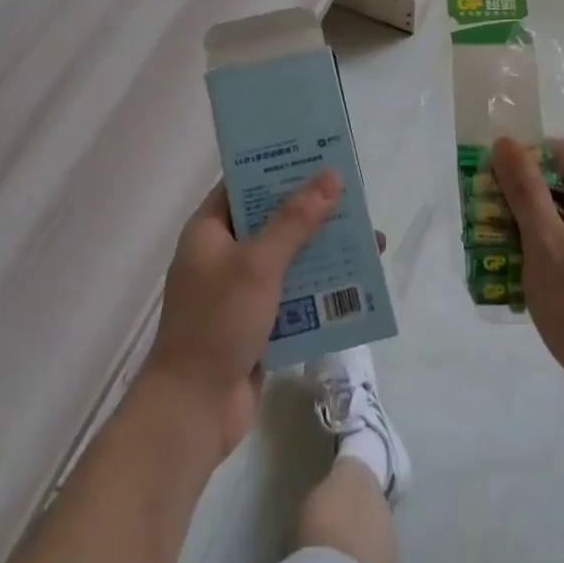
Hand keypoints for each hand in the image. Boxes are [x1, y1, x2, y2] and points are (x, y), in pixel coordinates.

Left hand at [143, 169, 340, 456]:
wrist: (194, 409)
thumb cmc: (218, 323)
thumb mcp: (258, 264)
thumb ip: (295, 220)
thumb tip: (330, 176)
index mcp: (210, 229)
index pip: (244, 183)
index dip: (279, 166)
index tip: (318, 154)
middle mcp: (224, 253)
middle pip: (273, 219)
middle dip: (314, 211)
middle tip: (355, 196)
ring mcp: (241, 290)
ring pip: (289, 257)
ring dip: (324, 251)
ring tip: (369, 241)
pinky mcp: (258, 321)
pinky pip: (295, 293)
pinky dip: (320, 287)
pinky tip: (356, 285)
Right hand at [490, 137, 563, 418]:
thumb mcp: (545, 243)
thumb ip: (525, 190)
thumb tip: (506, 142)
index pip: (563, 153)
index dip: (525, 156)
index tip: (488, 176)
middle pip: (562, 183)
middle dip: (519, 193)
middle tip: (481, 209)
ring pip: (562, 217)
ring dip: (524, 223)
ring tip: (486, 239)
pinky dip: (540, 249)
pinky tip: (509, 269)